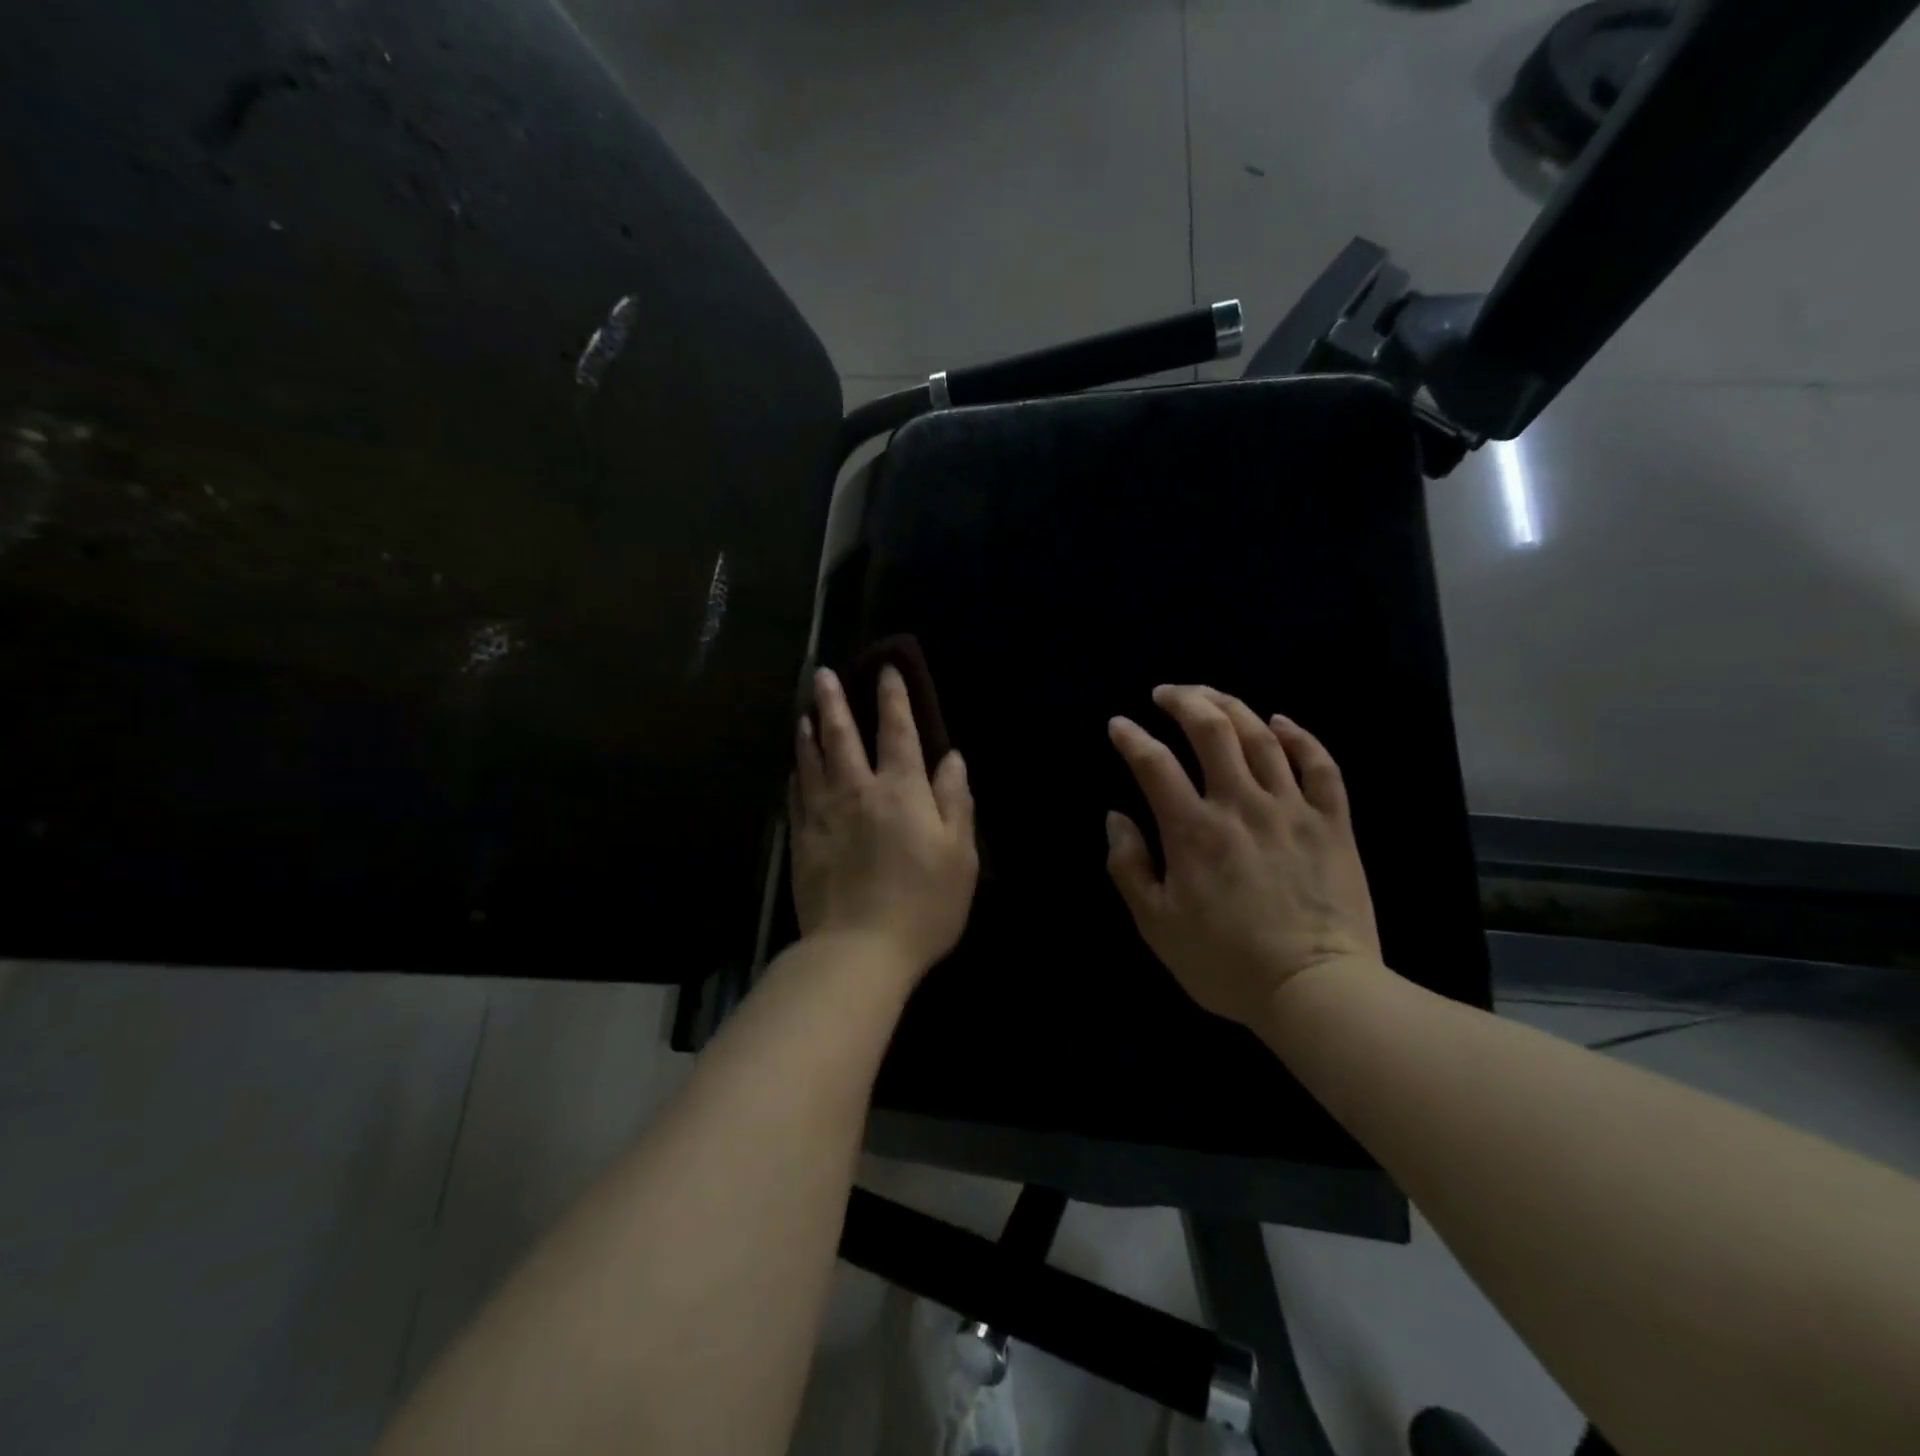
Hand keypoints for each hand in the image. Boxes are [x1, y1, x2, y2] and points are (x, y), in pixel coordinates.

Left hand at [790, 665, 978, 975]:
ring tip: (804, 711)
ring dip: (808, 731)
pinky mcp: (802, 841)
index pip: (897, 732)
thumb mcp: (959, 855)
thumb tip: (952, 758)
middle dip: (834, 701)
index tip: (885, 669)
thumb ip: (954, 801)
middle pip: (841, 736)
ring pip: (811, 761)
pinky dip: (797, 774)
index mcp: (900, 791)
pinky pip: (796, 796)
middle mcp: (857, 791)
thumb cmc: (923, 904)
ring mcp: (823, 815)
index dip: (892, 698)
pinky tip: (795, 768)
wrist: (858, 950)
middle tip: (822, 674)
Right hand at [1105, 685, 1381, 1029]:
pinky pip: (1320, 765)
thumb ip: (1129, 866)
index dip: (1131, 737)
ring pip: (1262, 737)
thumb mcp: (1156, 925)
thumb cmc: (1226, 963)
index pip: (1153, 763)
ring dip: (1232, 706)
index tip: (1119, 724)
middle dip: (1185, 701)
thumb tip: (1116, 817)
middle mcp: (1240, 804)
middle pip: (1212, 730)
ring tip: (1211, 695)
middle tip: (1167, 692)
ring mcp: (1291, 809)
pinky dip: (1300, 736)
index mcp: (1192, 830)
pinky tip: (1281, 721)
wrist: (1316, 990)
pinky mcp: (1332, 822)